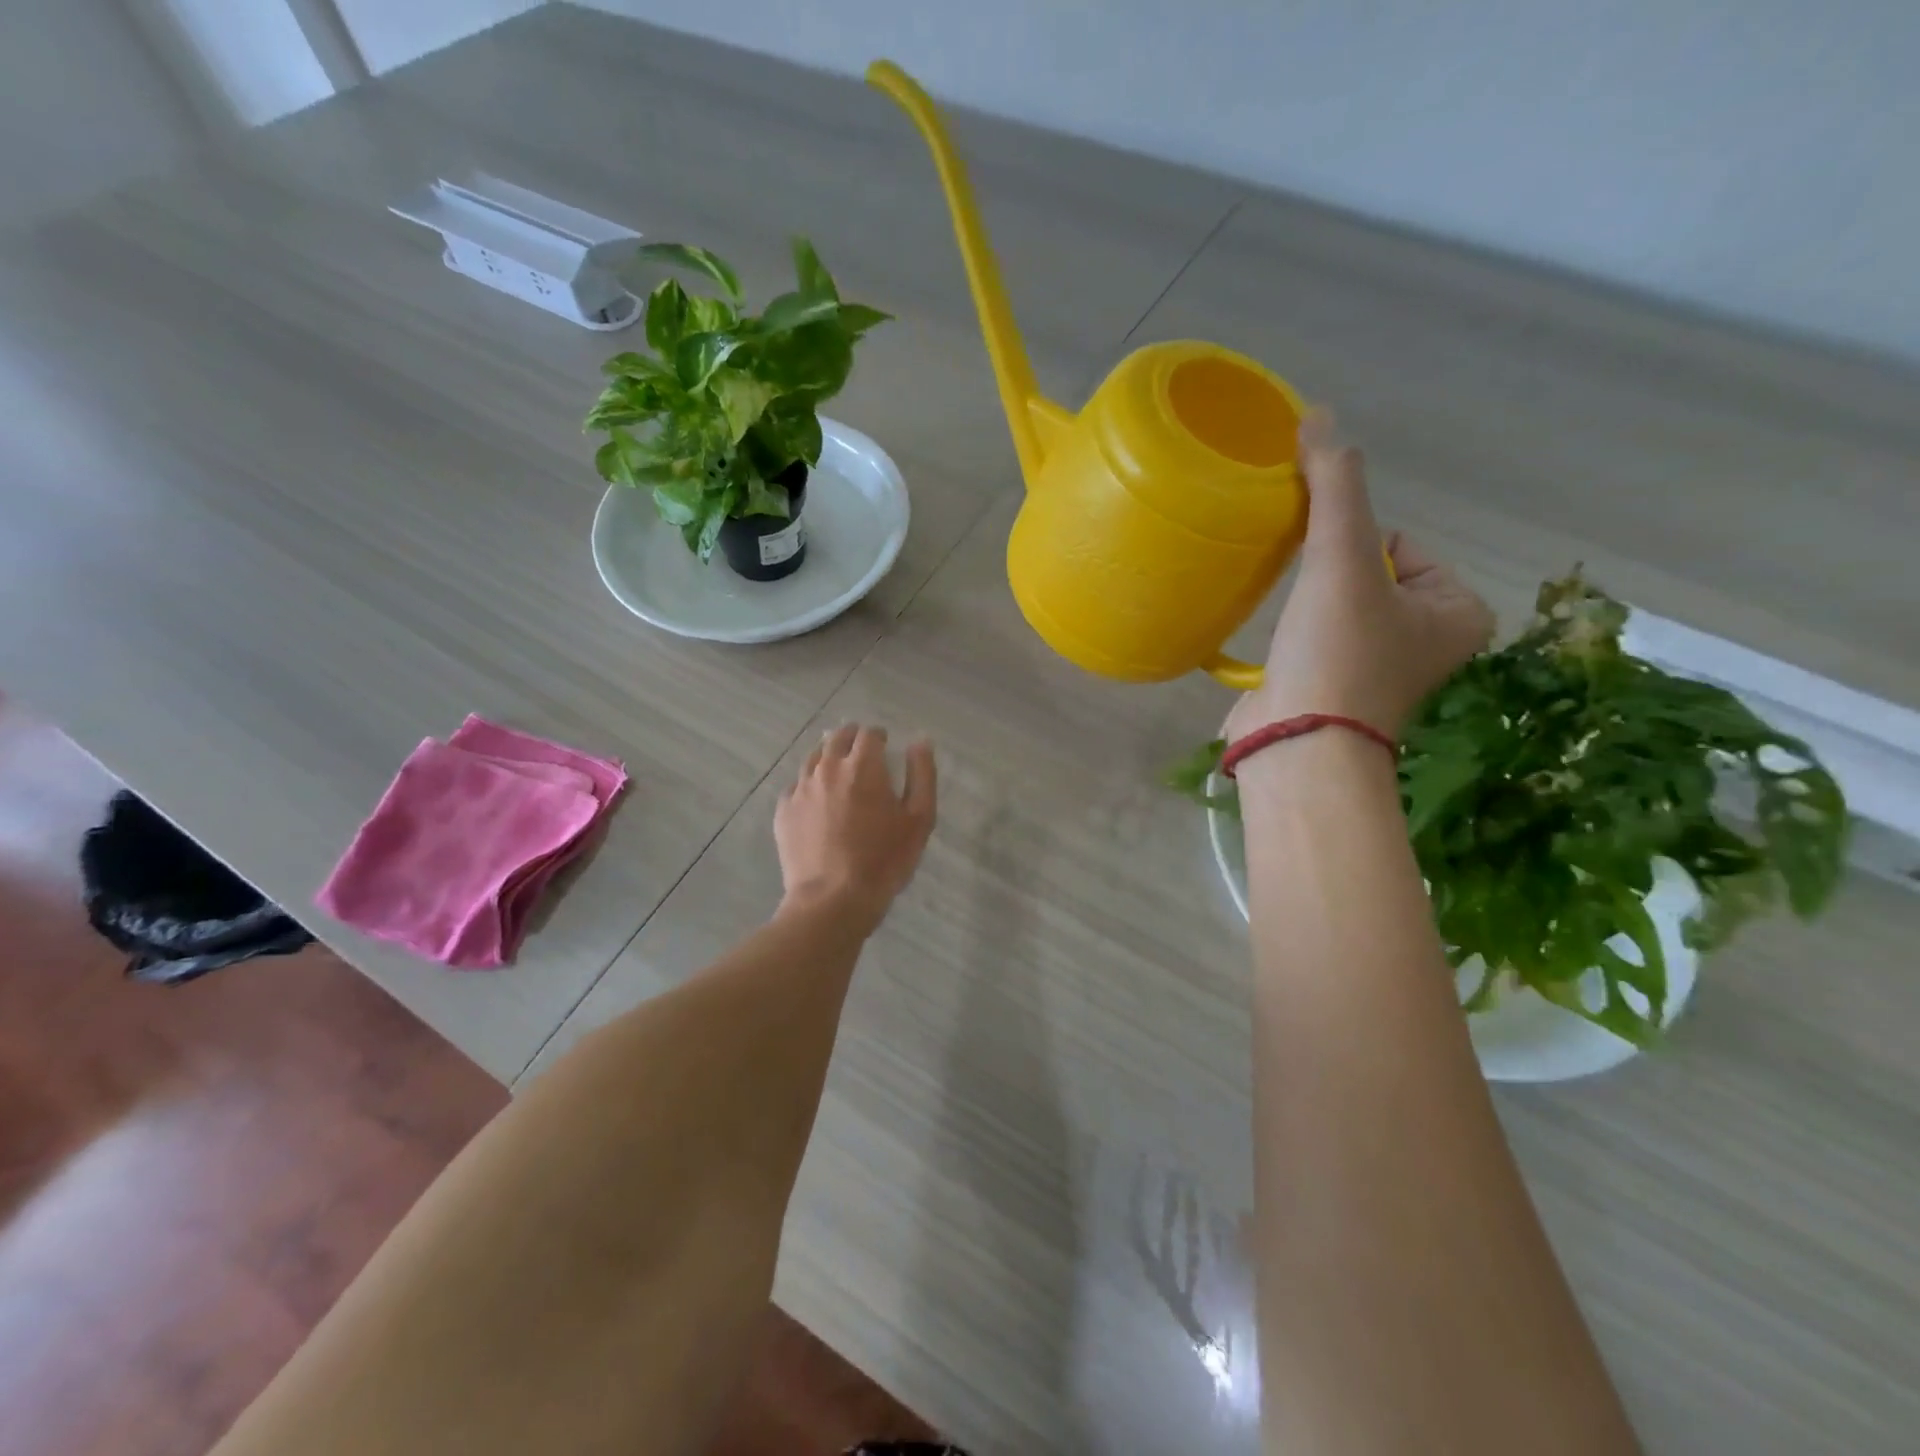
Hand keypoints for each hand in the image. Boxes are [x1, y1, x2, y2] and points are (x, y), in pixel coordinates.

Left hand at [775, 725, 936, 930]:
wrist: (832, 900)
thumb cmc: (884, 860)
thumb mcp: (920, 819)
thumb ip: (922, 775)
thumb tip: (920, 741)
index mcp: (862, 766)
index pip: (868, 734)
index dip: (878, 736)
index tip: (885, 745)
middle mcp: (827, 768)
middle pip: (837, 738)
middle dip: (852, 739)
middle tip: (862, 754)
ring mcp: (801, 789)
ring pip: (814, 758)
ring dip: (829, 758)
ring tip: (840, 773)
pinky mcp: (784, 811)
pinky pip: (797, 786)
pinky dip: (810, 785)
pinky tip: (818, 801)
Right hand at [1225, 411, 1493, 748]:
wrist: (1297, 743)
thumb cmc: (1337, 652)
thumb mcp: (1343, 557)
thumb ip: (1335, 485)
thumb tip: (1318, 415)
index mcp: (1459, 611)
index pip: (1399, 543)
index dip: (1352, 549)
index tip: (1329, 583)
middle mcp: (1429, 642)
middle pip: (1365, 573)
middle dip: (1328, 578)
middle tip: (1308, 606)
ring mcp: (1381, 671)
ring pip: (1336, 606)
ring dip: (1307, 606)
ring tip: (1293, 629)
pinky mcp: (1336, 690)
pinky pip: (1316, 639)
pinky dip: (1296, 635)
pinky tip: (1281, 648)